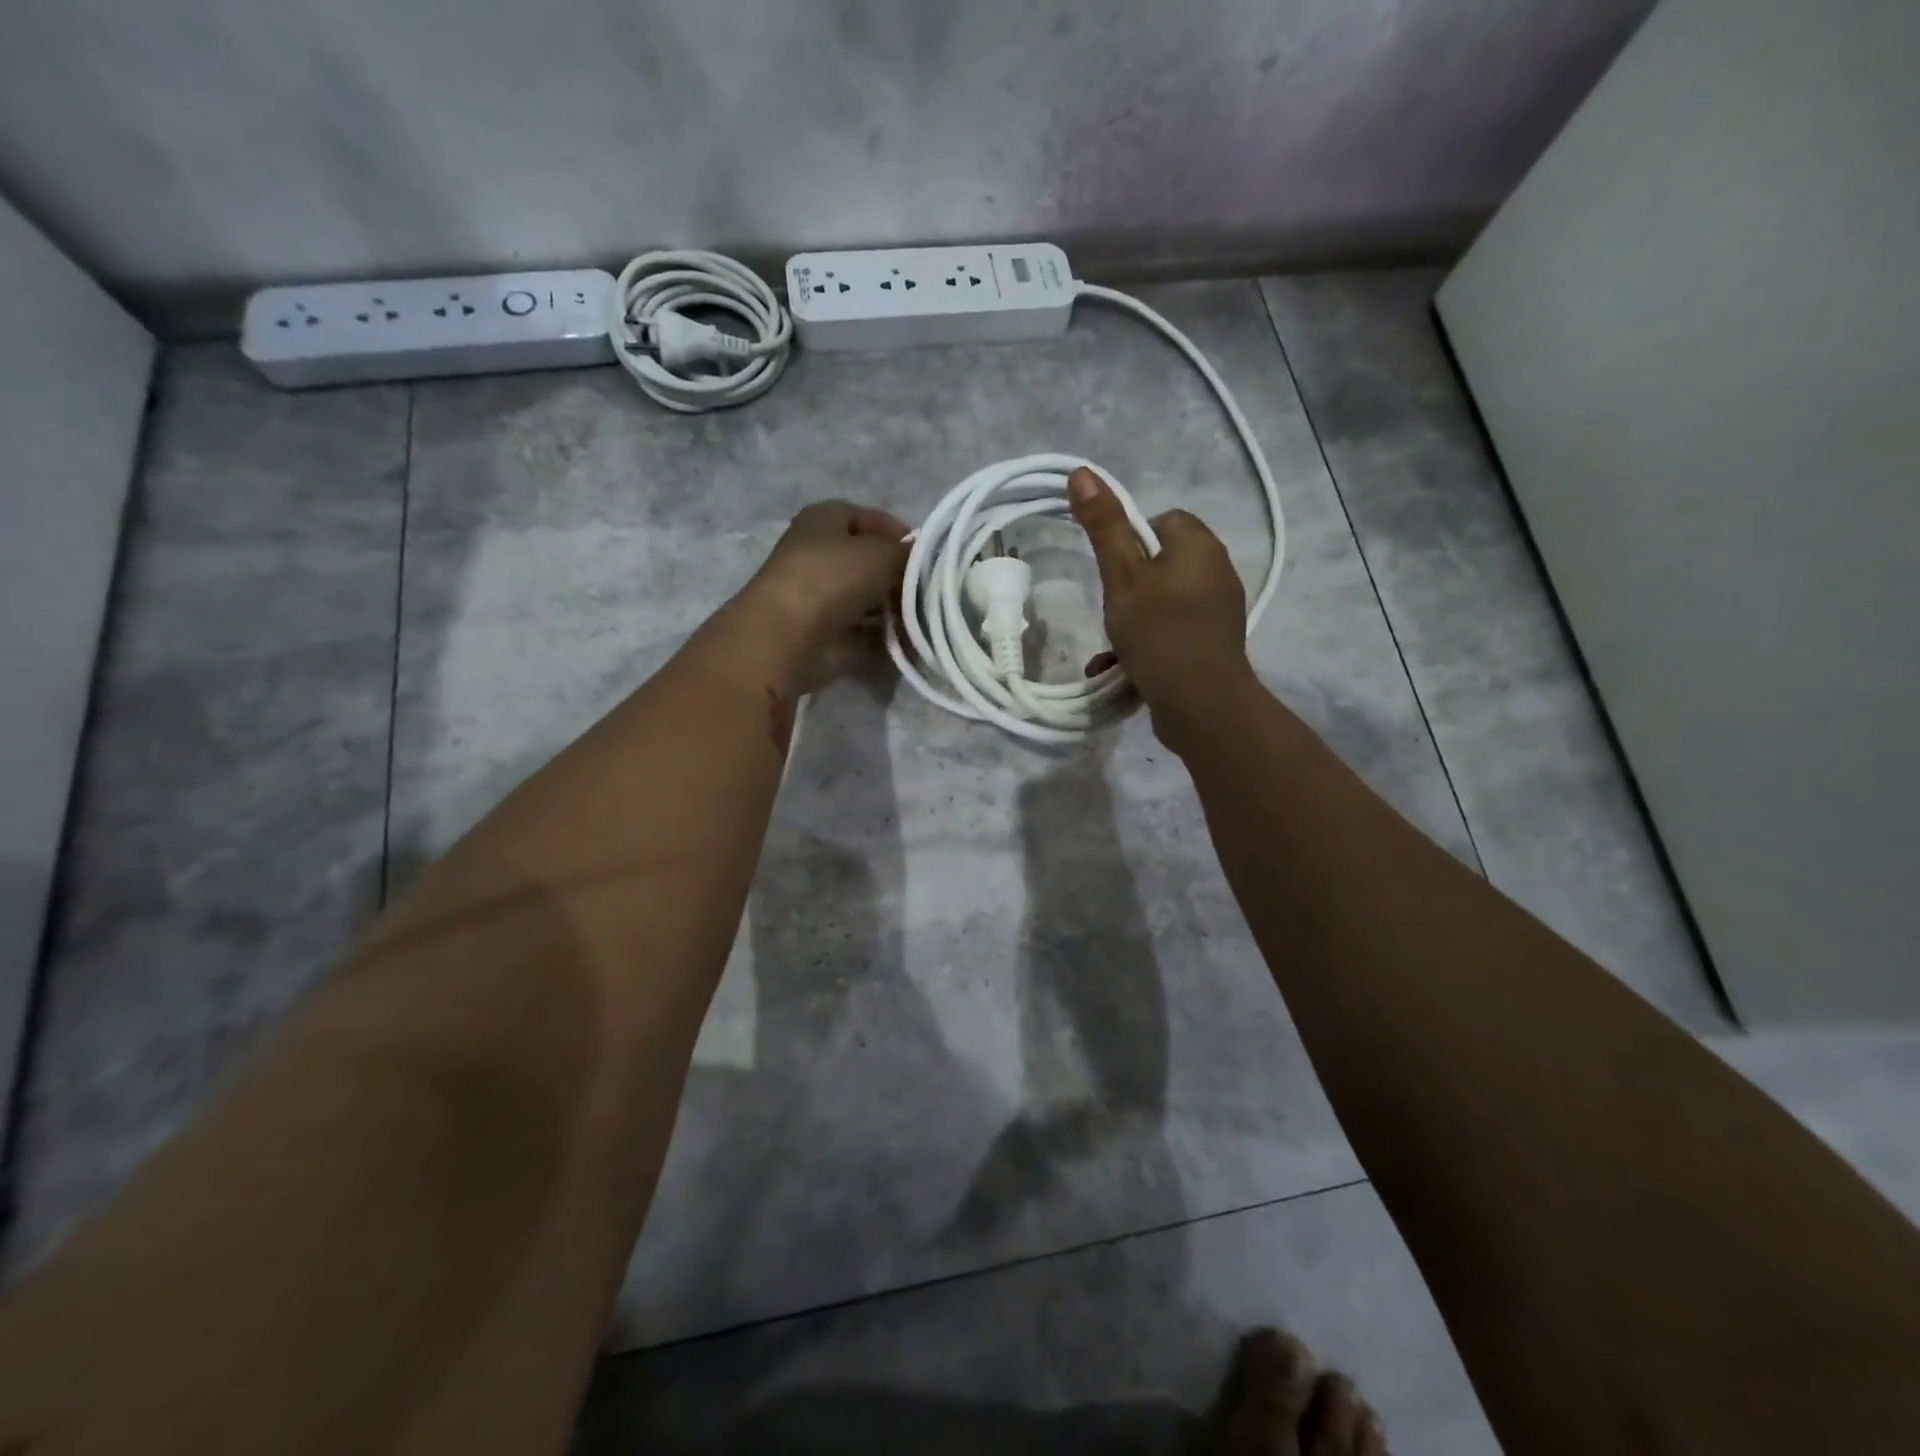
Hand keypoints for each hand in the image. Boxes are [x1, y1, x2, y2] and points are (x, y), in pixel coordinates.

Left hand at [744, 500, 909, 692]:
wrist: (787, 637)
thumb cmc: (832, 578)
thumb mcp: (881, 554)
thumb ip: (910, 555)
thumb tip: (927, 559)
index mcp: (823, 521)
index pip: (865, 517)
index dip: (895, 530)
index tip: (926, 551)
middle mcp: (818, 556)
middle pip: (867, 561)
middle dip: (898, 574)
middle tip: (930, 587)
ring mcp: (819, 598)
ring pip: (866, 599)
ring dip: (894, 608)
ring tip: (924, 616)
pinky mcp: (824, 635)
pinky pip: (863, 632)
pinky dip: (884, 636)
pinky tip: (909, 640)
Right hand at [1068, 466, 1252, 743]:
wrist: (1201, 704)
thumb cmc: (1159, 632)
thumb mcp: (1123, 576)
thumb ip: (1104, 526)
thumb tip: (1083, 472)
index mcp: (1200, 546)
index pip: (1164, 520)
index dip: (1132, 540)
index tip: (1114, 570)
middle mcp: (1217, 572)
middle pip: (1161, 562)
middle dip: (1129, 586)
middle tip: (1112, 608)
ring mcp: (1218, 611)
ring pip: (1163, 601)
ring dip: (1132, 621)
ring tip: (1112, 645)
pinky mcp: (1212, 644)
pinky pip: (1172, 631)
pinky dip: (1148, 644)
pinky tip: (1122, 668)